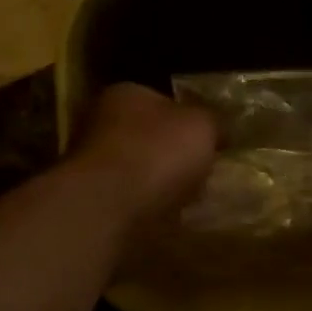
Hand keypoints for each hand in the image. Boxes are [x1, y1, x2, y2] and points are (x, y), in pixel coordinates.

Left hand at [69, 83, 216, 221]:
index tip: (210, 140)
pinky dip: (146, 205)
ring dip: (158, 182)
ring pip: (138, 169)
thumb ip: (212, 121)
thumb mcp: (201, 126)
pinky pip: (130, 198)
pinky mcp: (93, 199)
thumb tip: (218, 126)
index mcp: (126, 94)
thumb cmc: (158, 152)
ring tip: (188, 199)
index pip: (162, 100)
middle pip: (147, 135)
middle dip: (171, 153)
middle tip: (201, 171)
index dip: (188, 119)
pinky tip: (165, 216)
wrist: (110, 206)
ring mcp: (93, 163)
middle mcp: (101, 122)